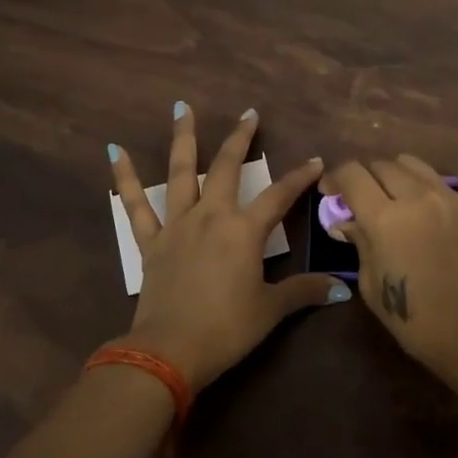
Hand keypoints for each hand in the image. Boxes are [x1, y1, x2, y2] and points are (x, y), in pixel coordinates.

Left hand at [109, 103, 349, 391]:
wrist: (169, 350)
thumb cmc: (226, 328)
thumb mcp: (270, 309)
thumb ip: (304, 291)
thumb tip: (342, 289)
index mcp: (244, 231)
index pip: (279, 196)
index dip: (299, 177)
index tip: (316, 161)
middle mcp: (211, 216)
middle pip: (228, 168)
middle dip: (241, 139)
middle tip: (250, 114)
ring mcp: (177, 225)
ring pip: (180, 172)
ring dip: (184, 138)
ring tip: (182, 108)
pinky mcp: (151, 241)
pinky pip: (135, 205)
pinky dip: (125, 178)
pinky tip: (115, 151)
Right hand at [323, 155, 457, 376]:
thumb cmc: (415, 319)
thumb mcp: (371, 284)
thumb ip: (359, 243)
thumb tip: (345, 222)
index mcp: (385, 219)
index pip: (352, 174)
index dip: (335, 178)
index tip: (329, 193)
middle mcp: (415, 197)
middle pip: (379, 164)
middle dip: (362, 177)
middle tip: (356, 199)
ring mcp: (444, 197)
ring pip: (408, 163)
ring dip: (390, 173)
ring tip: (387, 197)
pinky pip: (432, 178)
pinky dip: (416, 182)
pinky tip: (414, 207)